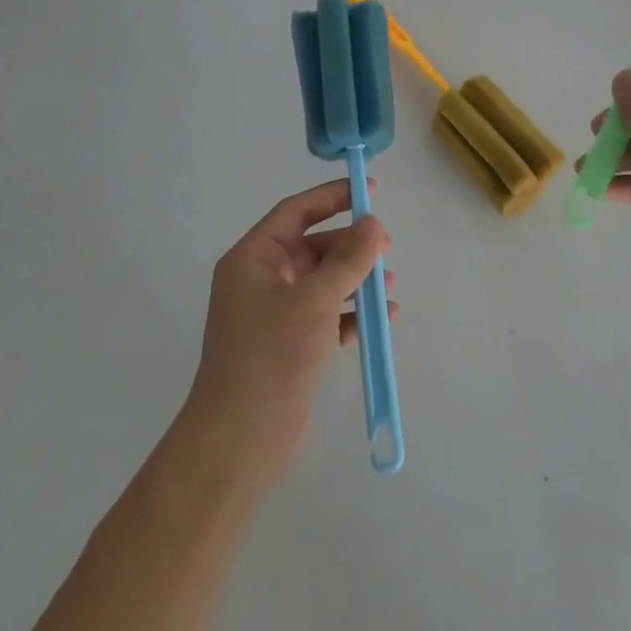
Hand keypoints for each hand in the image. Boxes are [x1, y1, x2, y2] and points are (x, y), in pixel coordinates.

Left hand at [181, 179, 392, 490]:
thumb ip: (349, 258)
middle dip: (350, 246)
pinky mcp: (288, 347)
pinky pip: (325, 317)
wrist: (241, 438)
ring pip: (321, 284)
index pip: (294, 213)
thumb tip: (373, 224)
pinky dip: (351, 315)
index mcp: (253, 260)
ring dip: (355, 281)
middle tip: (386, 247)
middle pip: (311, 248)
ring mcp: (273, 317)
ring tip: (388, 285)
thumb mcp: (316, 299)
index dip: (331, 198)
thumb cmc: (273, 354)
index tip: (368, 192)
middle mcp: (260, 282)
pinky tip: (381, 319)